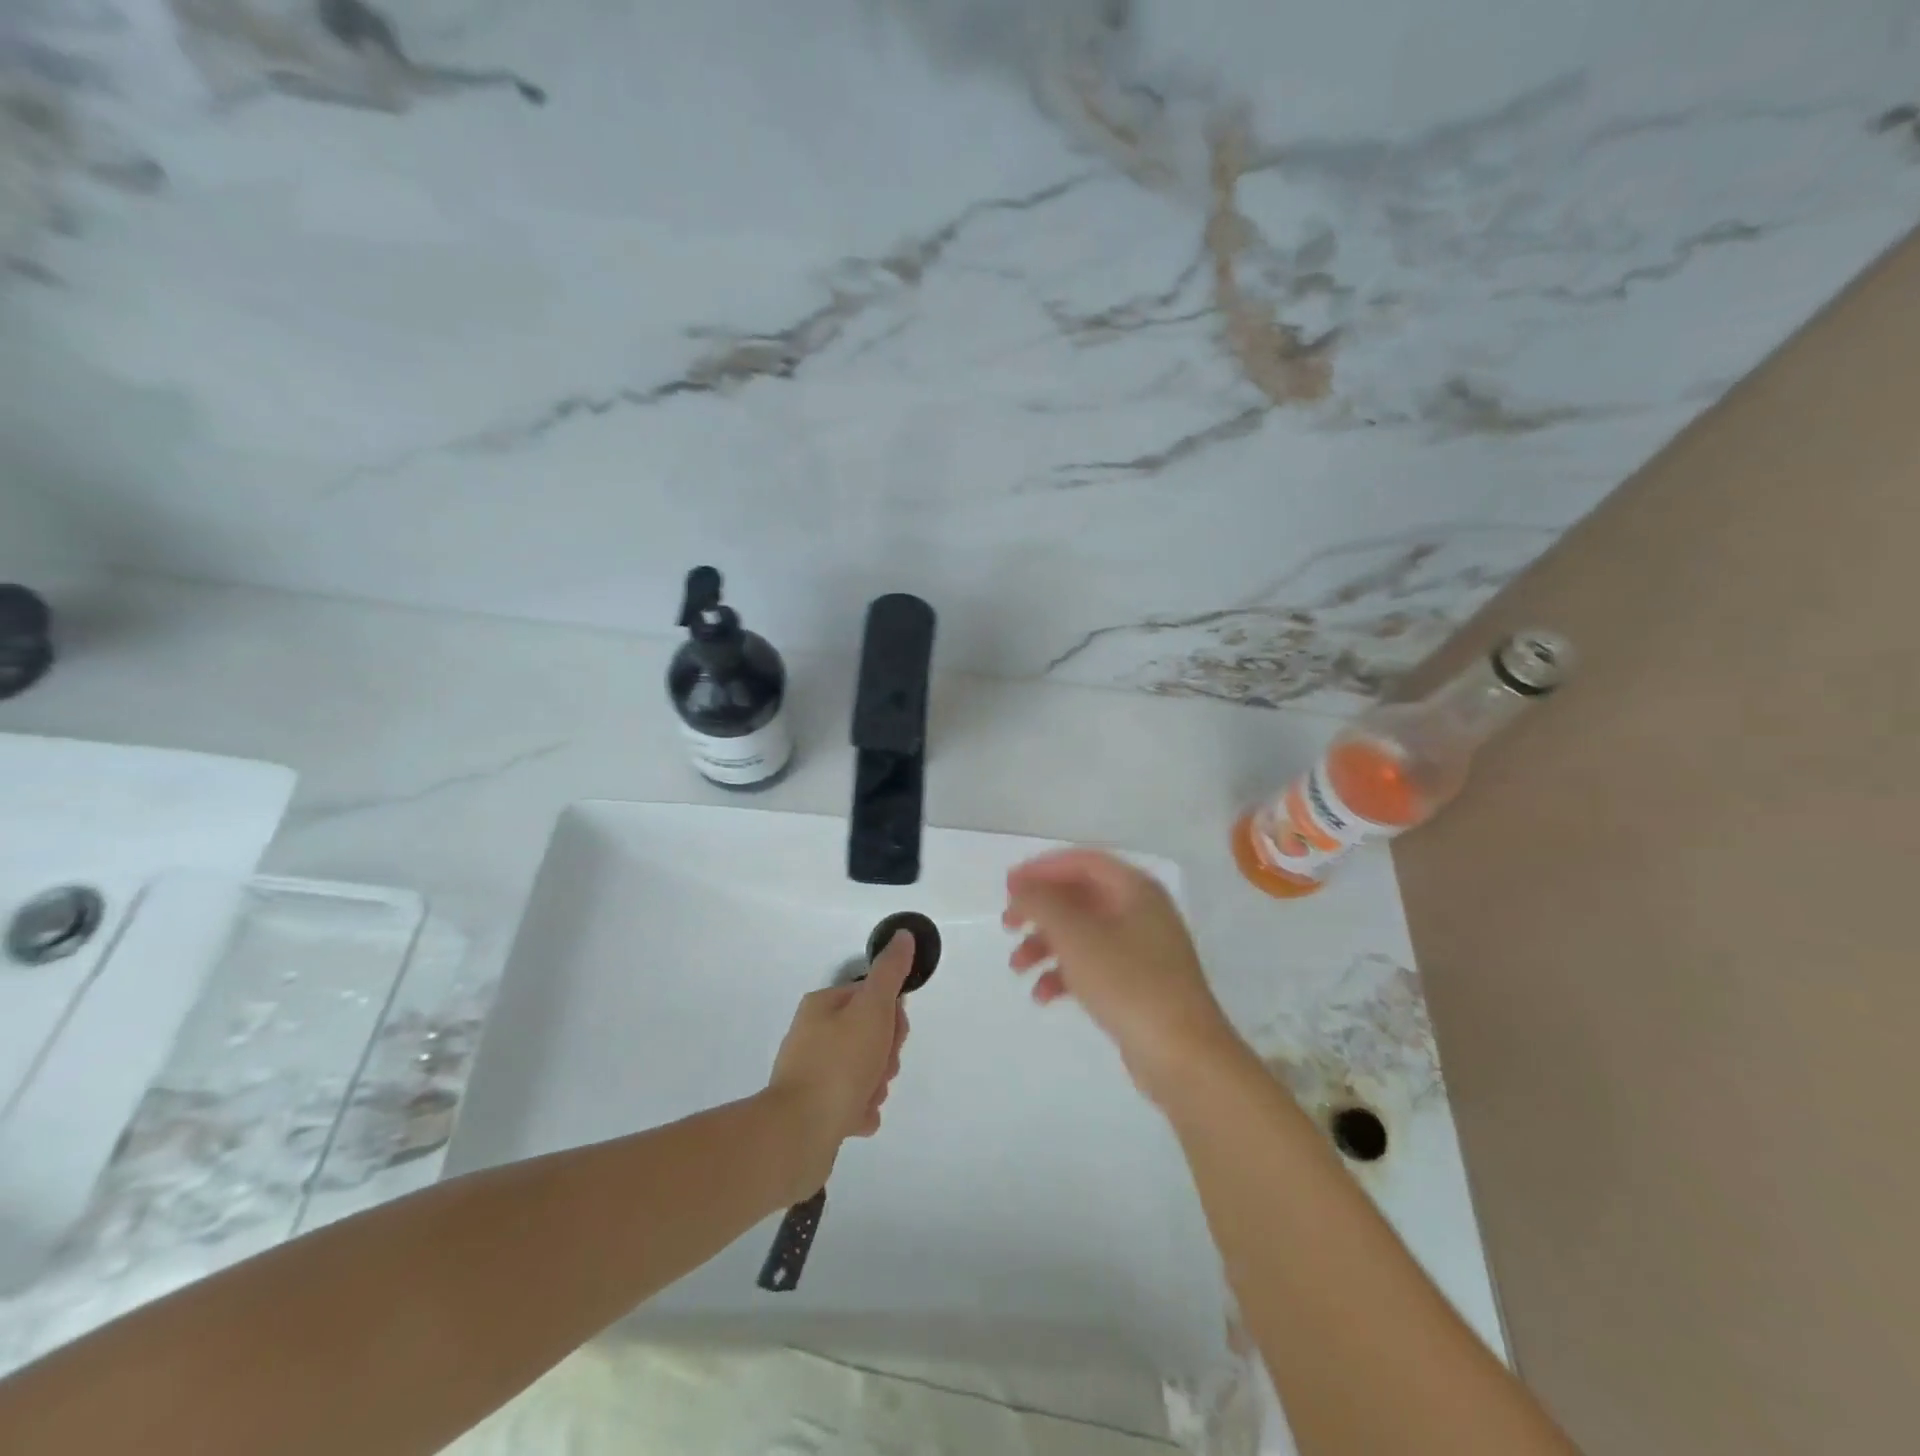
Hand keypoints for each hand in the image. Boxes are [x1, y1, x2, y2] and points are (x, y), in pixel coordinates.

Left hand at [765, 930, 912, 1195]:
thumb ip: (890, 972)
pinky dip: (860, 1110)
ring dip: (875, 1085)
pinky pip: (850, 1102)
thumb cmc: (840, 1063)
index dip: (892, 1017)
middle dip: (885, 1056)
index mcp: (823, 1006)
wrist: (800, 1132)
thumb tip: (903, 935)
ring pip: (863, 1071)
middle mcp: (813, 1035)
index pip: (872, 999)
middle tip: (880, 1070)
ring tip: (866, 1096)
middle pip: (869, 1036)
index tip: (894, 1036)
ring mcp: (811, 1074)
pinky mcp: (812, 1109)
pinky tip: (857, 1118)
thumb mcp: (872, 1008)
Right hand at [1004, 849, 1240, 1105]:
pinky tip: (1043, 995)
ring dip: (1045, 944)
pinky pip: (1093, 965)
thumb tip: (1022, 888)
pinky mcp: (1138, 984)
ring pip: (1083, 933)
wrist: (1183, 1056)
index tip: (1008, 886)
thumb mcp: (1076, 936)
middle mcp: (1141, 911)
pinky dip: (1065, 973)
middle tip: (1007, 924)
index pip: (1082, 862)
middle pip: (1080, 896)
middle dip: (1040, 910)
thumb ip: (1042, 903)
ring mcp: (1142, 949)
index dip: (1042, 868)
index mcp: (1135, 889)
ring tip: (1017, 967)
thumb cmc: (1128, 983)